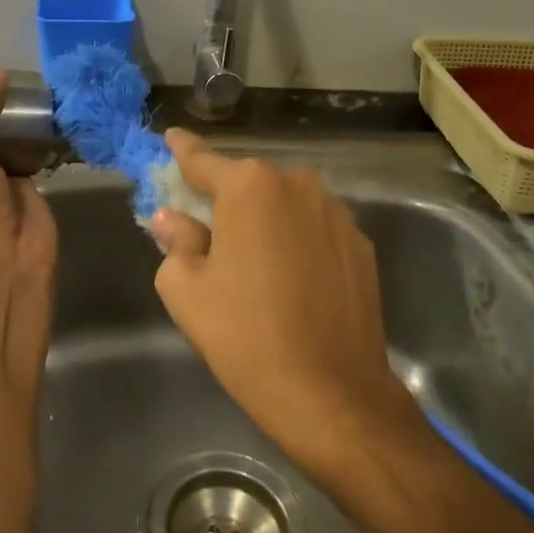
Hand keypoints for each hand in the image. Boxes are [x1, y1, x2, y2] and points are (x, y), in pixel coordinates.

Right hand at [149, 131, 413, 475]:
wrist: (332, 394)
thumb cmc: (246, 337)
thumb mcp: (187, 291)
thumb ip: (177, 241)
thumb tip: (173, 218)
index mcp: (249, 187)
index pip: (204, 160)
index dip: (183, 151)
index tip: (172, 138)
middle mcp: (297, 185)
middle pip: (248, 183)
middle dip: (227, 199)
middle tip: (209, 231)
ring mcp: (336, 213)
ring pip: (285, 205)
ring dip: (266, 221)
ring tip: (255, 264)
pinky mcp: (361, 244)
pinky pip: (314, 229)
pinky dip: (296, 241)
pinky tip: (291, 280)